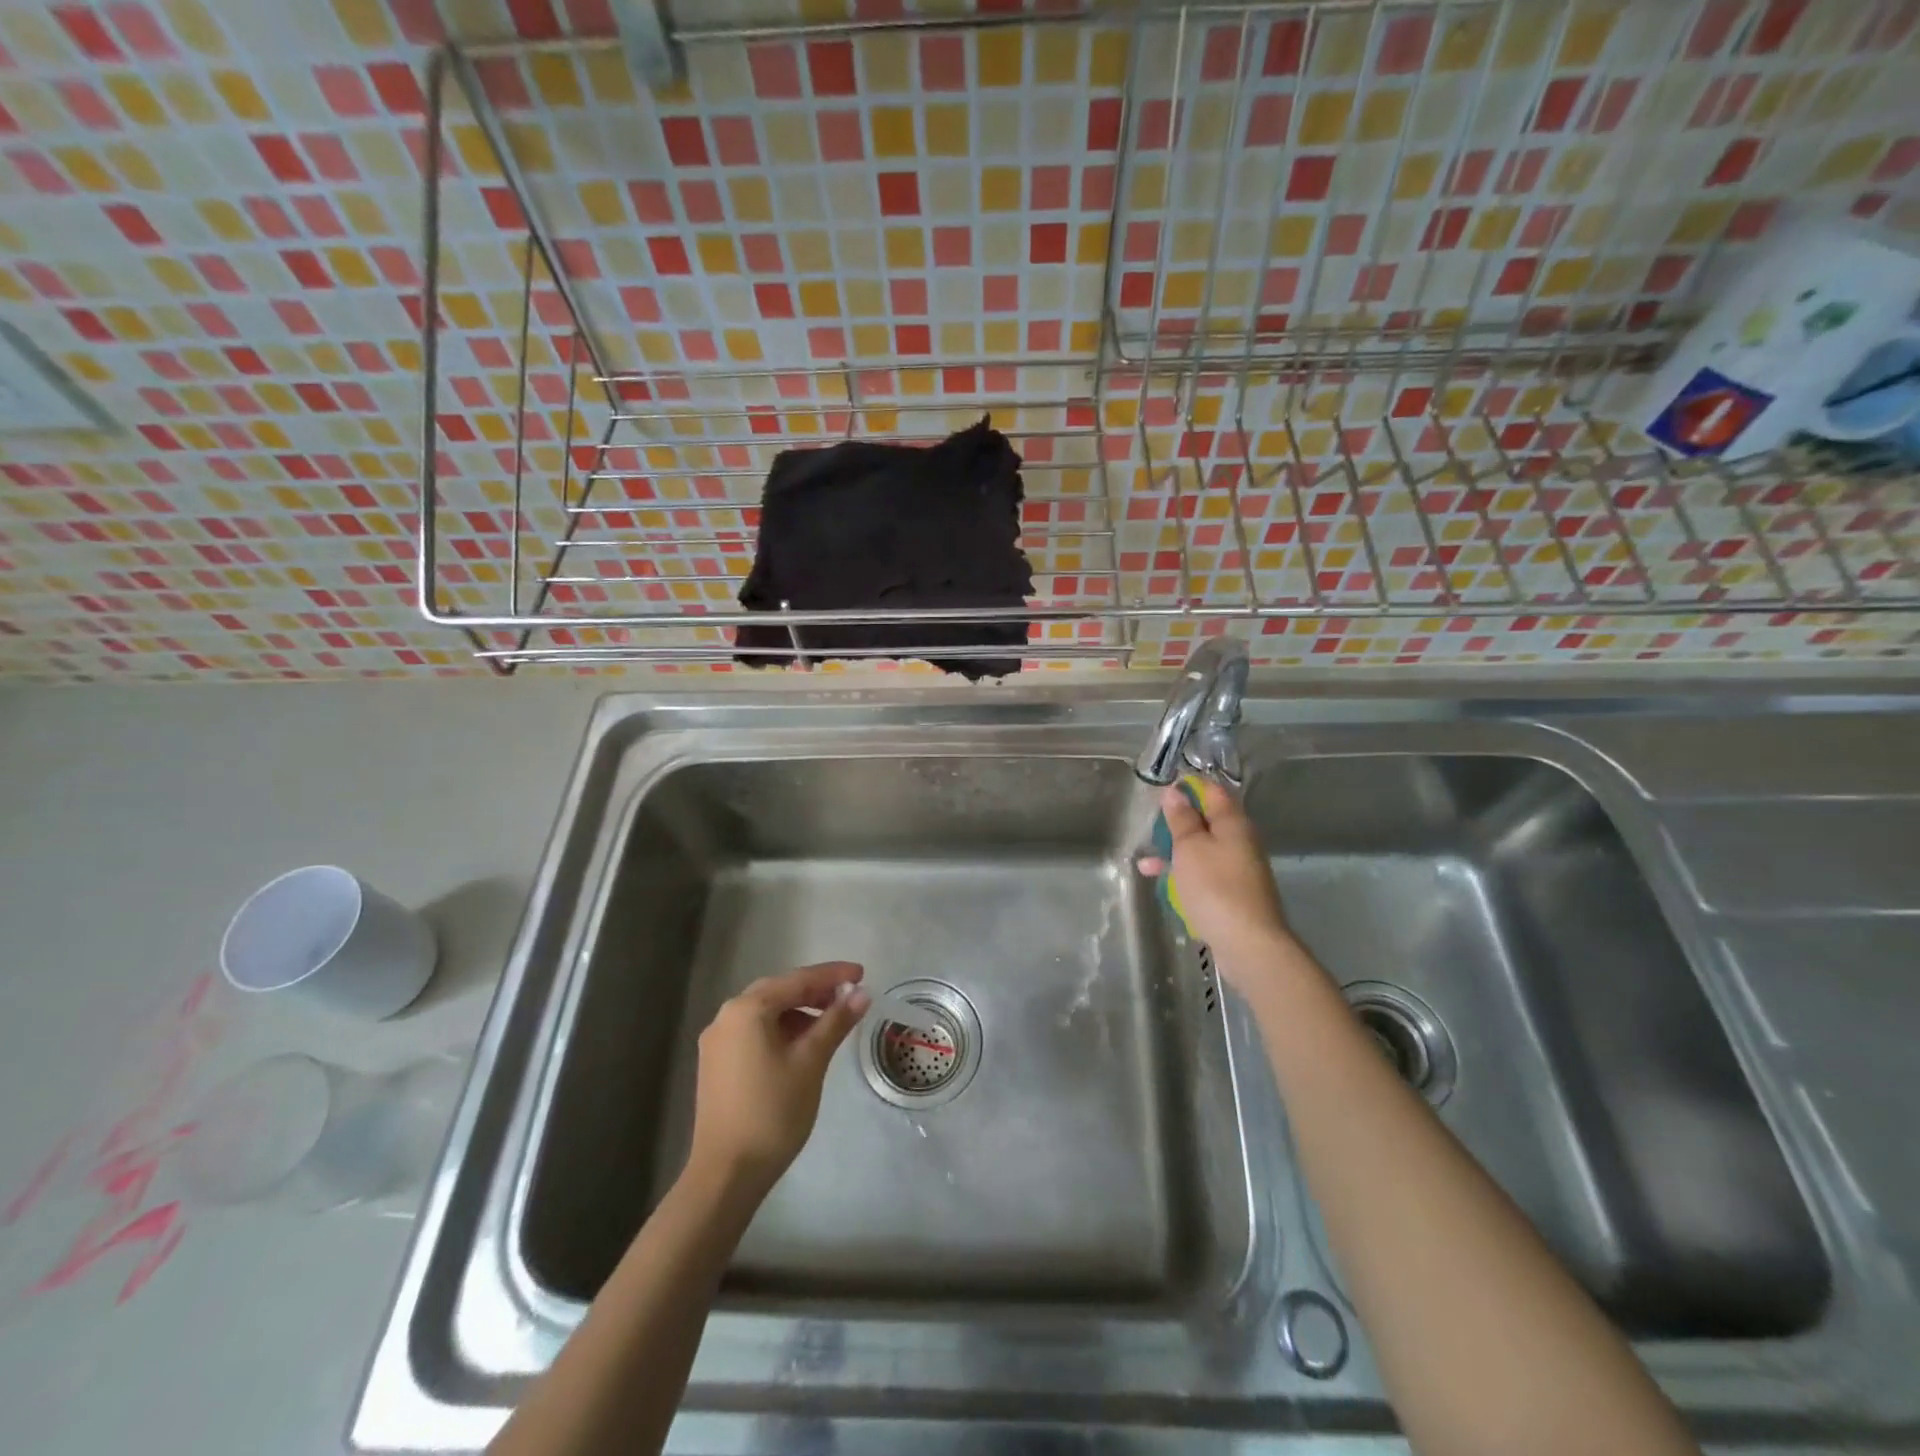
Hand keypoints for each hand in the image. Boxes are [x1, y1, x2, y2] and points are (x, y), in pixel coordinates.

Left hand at [689, 961, 870, 1193]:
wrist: (727, 1173)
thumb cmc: (773, 1111)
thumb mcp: (811, 1061)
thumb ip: (836, 1022)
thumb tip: (861, 993)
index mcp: (746, 1009)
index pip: (797, 980)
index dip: (832, 975)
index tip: (862, 973)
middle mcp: (726, 1016)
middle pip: (778, 992)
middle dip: (815, 992)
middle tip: (849, 996)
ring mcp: (717, 1042)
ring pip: (766, 1013)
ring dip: (798, 1012)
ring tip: (830, 1024)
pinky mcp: (716, 1064)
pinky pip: (754, 1032)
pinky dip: (781, 1030)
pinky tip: (802, 1045)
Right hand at [1136, 779, 1295, 980]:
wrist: (1249, 944)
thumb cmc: (1215, 888)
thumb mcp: (1190, 848)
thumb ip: (1181, 819)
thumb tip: (1176, 792)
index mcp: (1233, 823)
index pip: (1213, 791)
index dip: (1188, 786)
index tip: (1163, 791)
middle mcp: (1240, 841)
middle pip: (1208, 820)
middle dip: (1179, 822)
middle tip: (1151, 827)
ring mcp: (1239, 868)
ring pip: (1203, 849)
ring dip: (1176, 851)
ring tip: (1147, 862)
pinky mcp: (1234, 893)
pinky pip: (1205, 873)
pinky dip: (1185, 873)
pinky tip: (1163, 884)